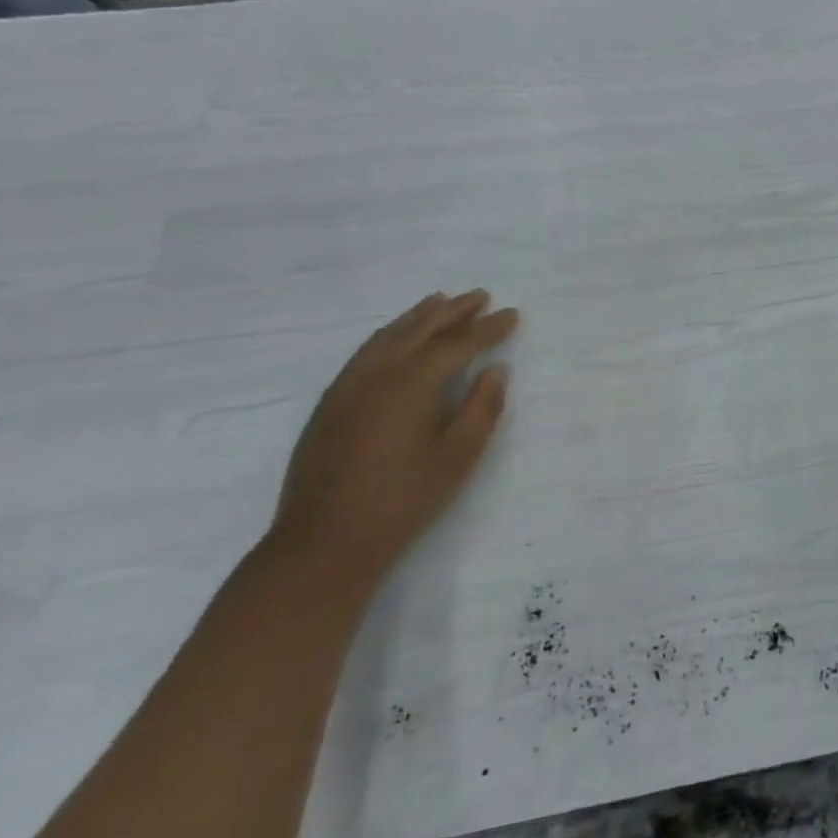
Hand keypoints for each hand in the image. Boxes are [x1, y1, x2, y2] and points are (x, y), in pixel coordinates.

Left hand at [269, 290, 518, 585]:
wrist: (325, 541)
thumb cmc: (404, 499)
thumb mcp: (459, 456)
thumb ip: (483, 407)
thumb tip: (496, 370)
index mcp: (412, 382)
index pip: (459, 343)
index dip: (489, 328)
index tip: (512, 315)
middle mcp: (378, 372)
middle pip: (421, 328)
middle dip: (454, 310)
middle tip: (481, 296)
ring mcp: (348, 385)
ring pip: (388, 335)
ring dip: (419, 316)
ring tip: (441, 301)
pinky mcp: (331, 402)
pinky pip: (367, 351)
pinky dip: (391, 334)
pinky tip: (398, 338)